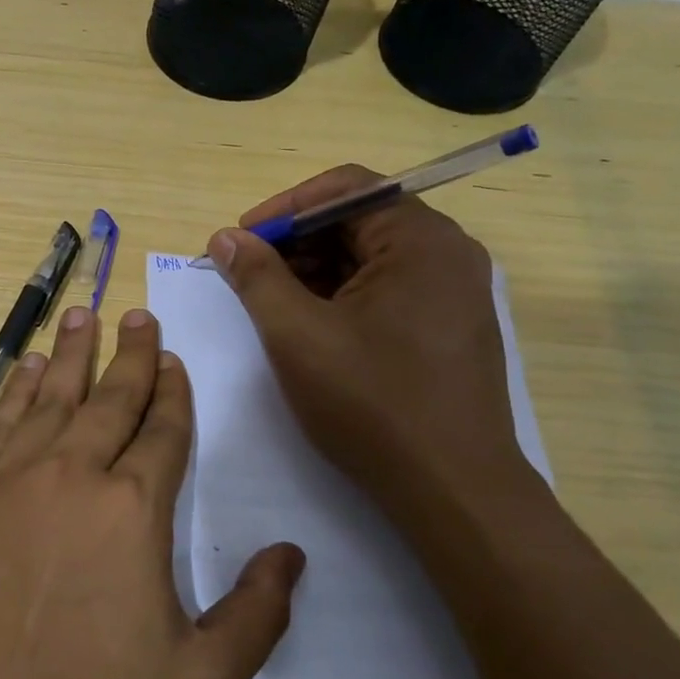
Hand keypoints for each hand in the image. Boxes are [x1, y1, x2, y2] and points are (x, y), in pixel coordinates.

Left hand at [0, 306, 304, 678]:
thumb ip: (256, 615)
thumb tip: (292, 555)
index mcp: (132, 509)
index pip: (163, 429)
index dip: (173, 391)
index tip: (175, 359)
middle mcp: (71, 473)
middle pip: (110, 397)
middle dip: (131, 354)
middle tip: (139, 313)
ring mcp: (9, 479)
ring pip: (50, 396)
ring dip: (70, 353)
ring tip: (82, 315)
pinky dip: (15, 390)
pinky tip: (24, 369)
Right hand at [207, 166, 527, 509]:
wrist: (453, 490)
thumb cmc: (372, 403)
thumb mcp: (297, 335)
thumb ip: (256, 277)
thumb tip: (225, 238)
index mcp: (420, 240)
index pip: (345, 188)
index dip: (285, 207)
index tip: (242, 240)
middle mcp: (448, 253)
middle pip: (360, 219)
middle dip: (298, 242)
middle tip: (249, 273)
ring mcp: (455, 291)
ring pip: (372, 257)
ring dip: (316, 270)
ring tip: (273, 303)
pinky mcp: (451, 326)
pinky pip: (389, 287)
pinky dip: (344, 295)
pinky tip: (312, 326)